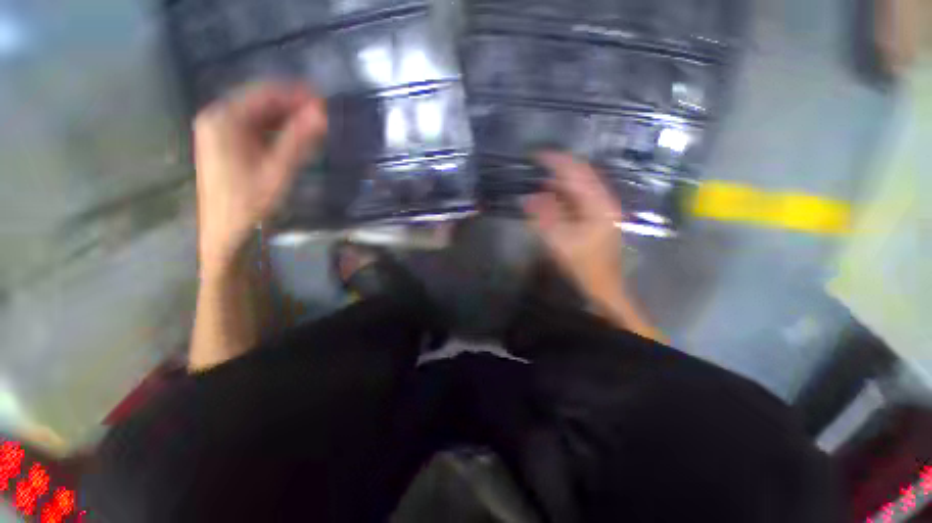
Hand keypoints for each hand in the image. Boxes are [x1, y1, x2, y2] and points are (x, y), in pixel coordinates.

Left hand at [194, 82, 326, 276]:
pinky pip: (256, 129)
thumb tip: (322, 113)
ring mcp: (220, 132)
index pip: (265, 93)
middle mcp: (218, 119)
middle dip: (293, 106)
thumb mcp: (278, 171)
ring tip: (316, 127)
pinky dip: (278, 131)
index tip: (325, 102)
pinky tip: (296, 139)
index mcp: (224, 119)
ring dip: (288, 119)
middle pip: (261, 102)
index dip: (297, 95)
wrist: (227, 234)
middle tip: (325, 116)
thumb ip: (299, 140)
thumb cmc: (249, 204)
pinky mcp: (227, 146)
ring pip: (260, 116)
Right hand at [523, 151, 625, 305]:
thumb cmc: (583, 265)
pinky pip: (580, 198)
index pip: (577, 173)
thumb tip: (529, 197)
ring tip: (540, 178)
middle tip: (537, 163)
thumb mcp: (559, 241)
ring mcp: (603, 209)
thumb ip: (544, 217)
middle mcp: (604, 201)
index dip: (556, 161)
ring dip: (561, 181)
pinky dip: (565, 194)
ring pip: (581, 186)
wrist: (603, 286)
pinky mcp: (598, 217)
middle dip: (559, 167)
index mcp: (598, 205)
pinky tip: (552, 196)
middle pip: (582, 175)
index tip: (536, 155)